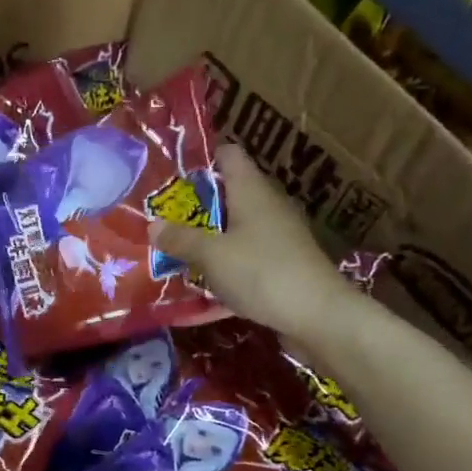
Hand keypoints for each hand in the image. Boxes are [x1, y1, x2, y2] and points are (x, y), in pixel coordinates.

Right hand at [151, 143, 351, 343]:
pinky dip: (222, 271)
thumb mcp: (212, 255)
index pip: (227, 155)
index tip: (169, 176)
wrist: (318, 315)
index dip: (199, 159)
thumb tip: (153, 226)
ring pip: (233, 232)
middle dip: (193, 208)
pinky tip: (198, 292)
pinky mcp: (280, 267)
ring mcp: (276, 238)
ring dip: (206, 242)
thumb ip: (181, 240)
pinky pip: (243, 262)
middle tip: (159, 220)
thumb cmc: (262, 272)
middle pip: (226, 195)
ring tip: (171, 254)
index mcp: (251, 191)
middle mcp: (266, 207)